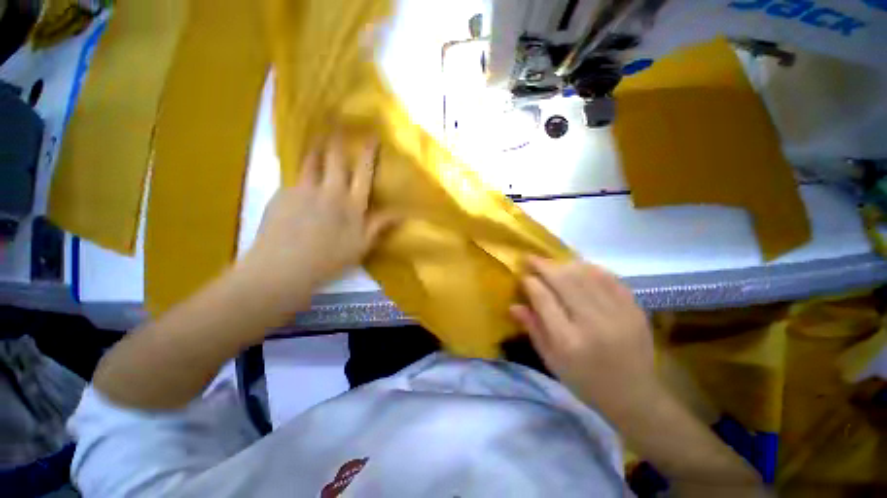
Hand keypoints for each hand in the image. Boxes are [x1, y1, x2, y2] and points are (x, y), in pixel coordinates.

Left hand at [241, 133, 395, 302]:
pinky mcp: (282, 193)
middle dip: (339, 140)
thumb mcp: (361, 246)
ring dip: (317, 148)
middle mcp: (329, 191)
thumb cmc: (329, 259)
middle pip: (335, 159)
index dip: (368, 153)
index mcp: (351, 204)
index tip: (372, 136)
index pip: (363, 172)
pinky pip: (295, 177)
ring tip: (318, 138)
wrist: (284, 267)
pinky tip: (299, 176)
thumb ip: (380, 226)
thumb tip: (402, 213)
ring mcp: (303, 189)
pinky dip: (301, 172)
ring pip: (311, 161)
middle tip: (338, 124)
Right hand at [510, 257, 657, 419]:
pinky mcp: (634, 309)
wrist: (634, 396)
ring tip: (552, 263)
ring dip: (564, 264)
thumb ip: (533, 329)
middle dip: (544, 266)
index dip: (530, 282)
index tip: (523, 275)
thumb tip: (513, 305)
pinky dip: (590, 268)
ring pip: (585, 275)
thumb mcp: (551, 361)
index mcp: (568, 341)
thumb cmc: (585, 381)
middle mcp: (592, 323)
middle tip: (531, 258)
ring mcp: (617, 313)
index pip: (544, 299)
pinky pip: (609, 278)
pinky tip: (579, 267)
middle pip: (564, 281)